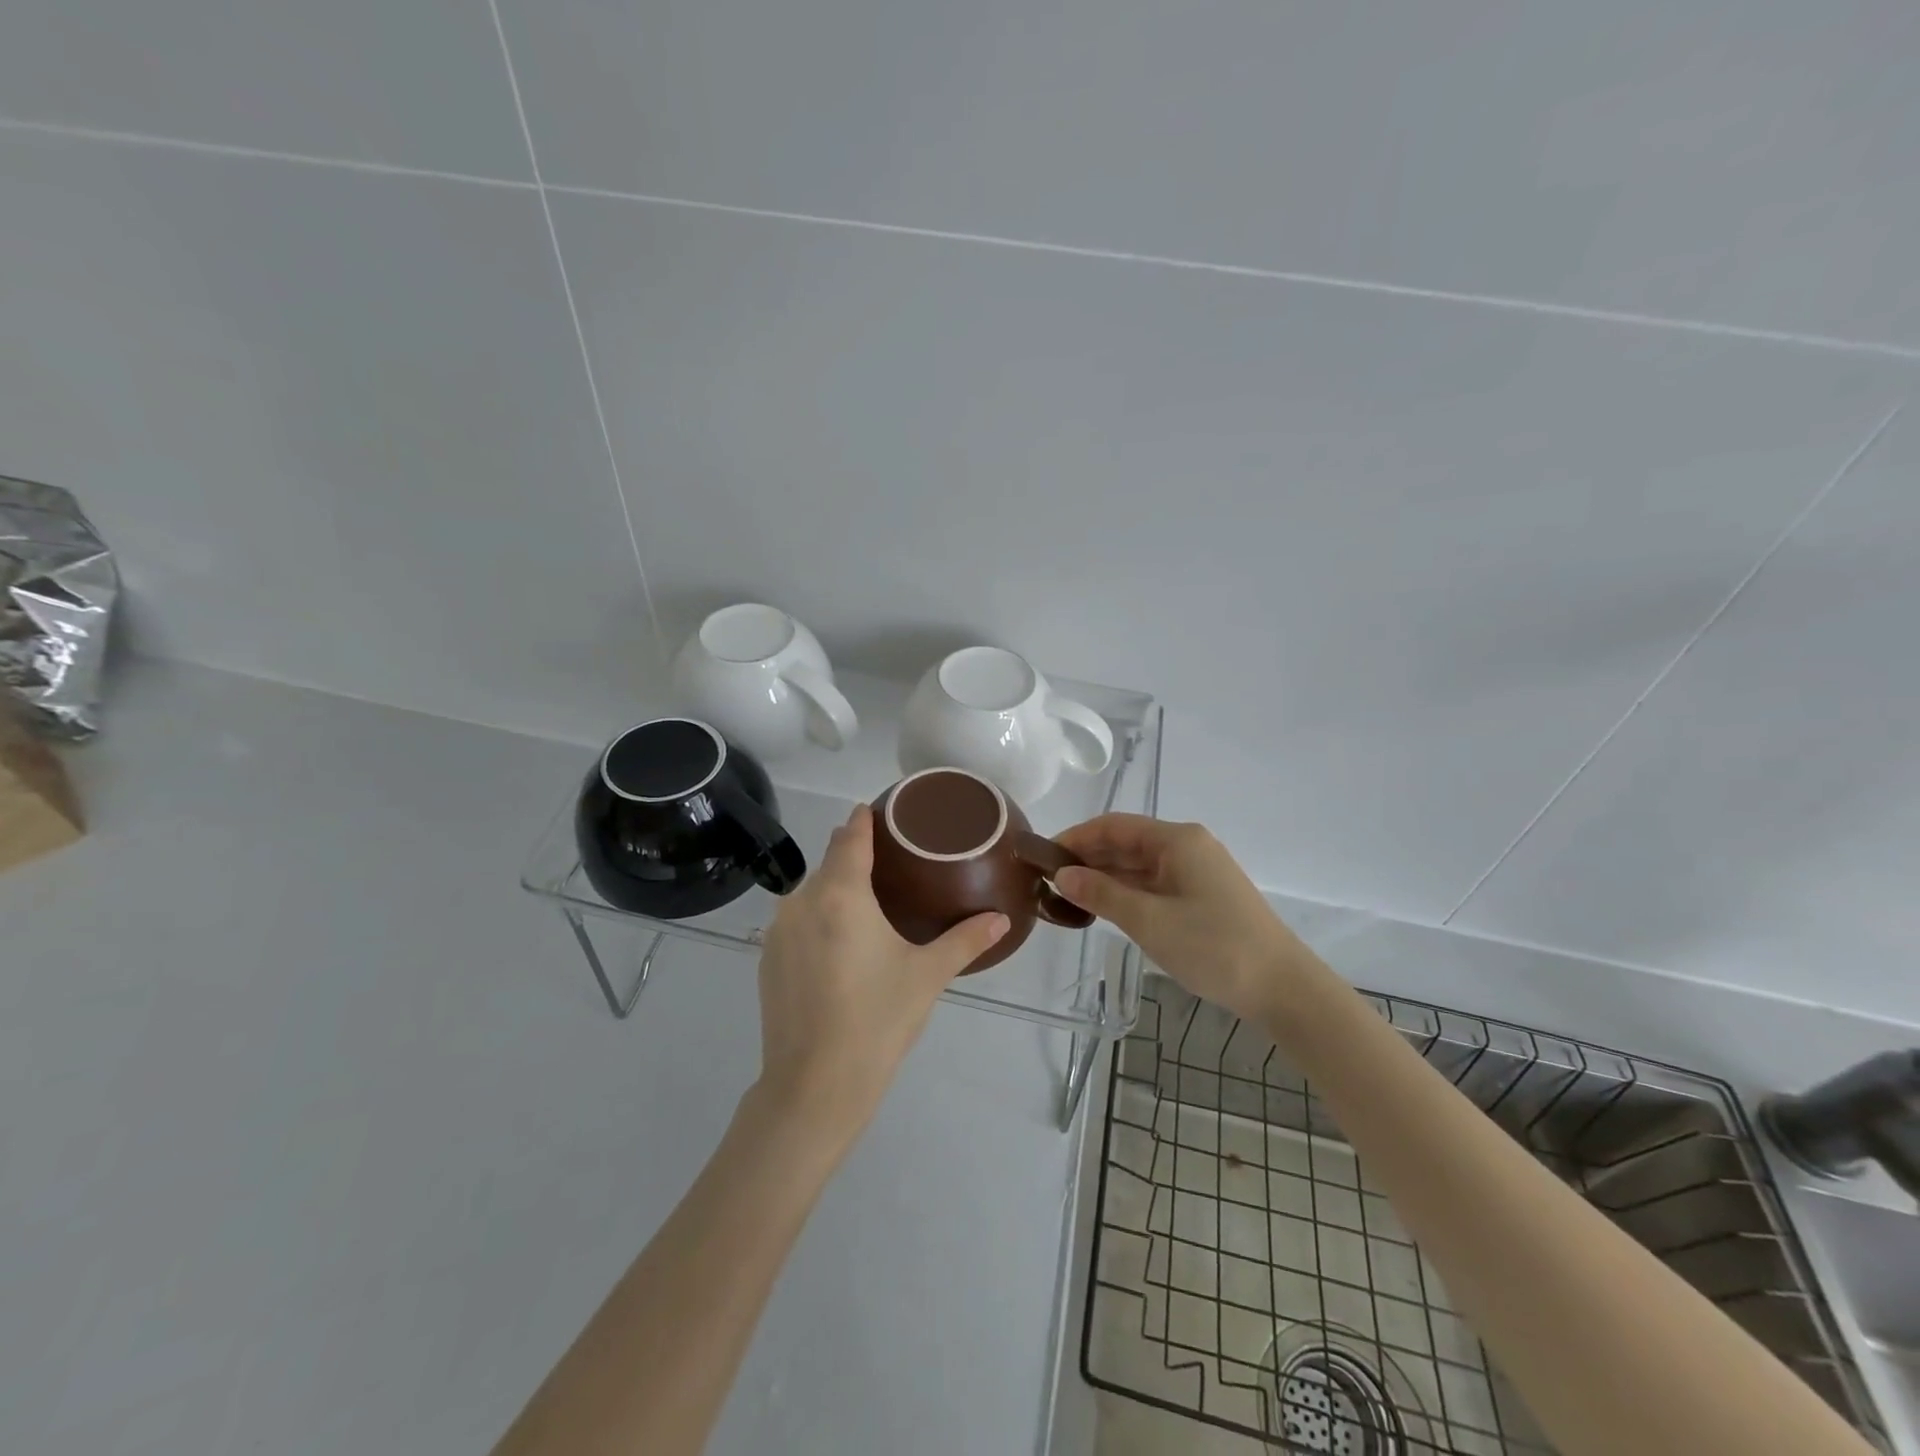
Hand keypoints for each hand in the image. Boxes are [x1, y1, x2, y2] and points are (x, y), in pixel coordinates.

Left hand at [753, 803, 1008, 1144]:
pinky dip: (817, 919)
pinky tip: (838, 946)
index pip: (849, 836)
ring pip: (810, 893)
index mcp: (841, 894)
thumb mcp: (927, 976)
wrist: (813, 1086)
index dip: (864, 819)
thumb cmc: (877, 1021)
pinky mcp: (766, 959)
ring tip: (868, 908)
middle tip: (891, 866)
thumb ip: (965, 940)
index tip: (881, 811)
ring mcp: (778, 930)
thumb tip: (1001, 920)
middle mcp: (802, 901)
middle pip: (830, 863)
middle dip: (855, 857)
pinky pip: (796, 921)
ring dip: (835, 891)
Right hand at [1054, 815, 1316, 1023]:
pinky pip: (1154, 884)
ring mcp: (1197, 872)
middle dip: (1088, 858)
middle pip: (1126, 842)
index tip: (1043, 857)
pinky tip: (1104, 908)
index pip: (1113, 826)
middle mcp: (1187, 847)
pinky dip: (1127, 892)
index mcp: (1176, 840)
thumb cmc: (1214, 947)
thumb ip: (1102, 893)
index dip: (1075, 837)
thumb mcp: (1149, 920)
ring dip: (1105, 877)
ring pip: (1139, 865)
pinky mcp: (1203, 896)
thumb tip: (1062, 874)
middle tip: (1048, 881)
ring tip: (1067, 896)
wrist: (1283, 988)